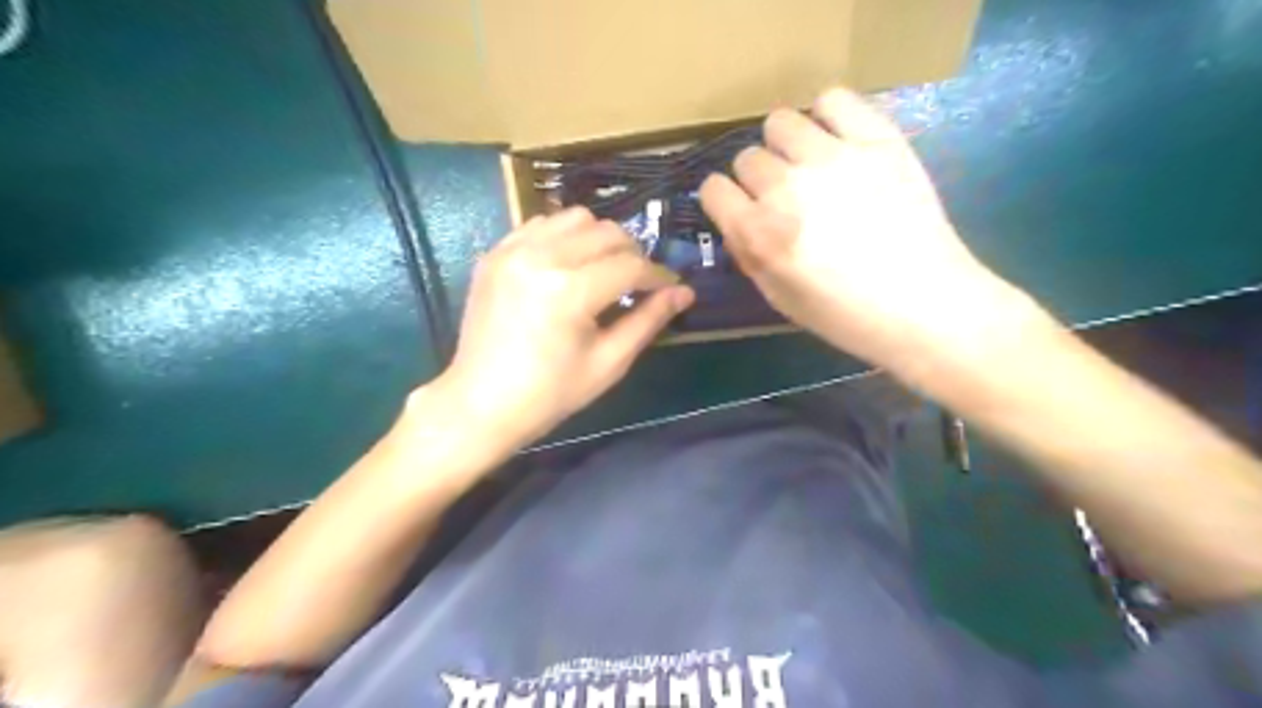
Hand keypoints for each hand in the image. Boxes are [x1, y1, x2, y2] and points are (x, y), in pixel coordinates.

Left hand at [432, 208, 689, 445]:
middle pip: (607, 232)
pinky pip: (540, 224)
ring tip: (602, 271)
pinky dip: (563, 237)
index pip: (631, 266)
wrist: (480, 404)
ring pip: (575, 218)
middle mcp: (541, 257)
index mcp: (570, 291)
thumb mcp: (608, 362)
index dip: (658, 276)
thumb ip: (648, 321)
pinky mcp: (495, 253)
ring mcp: (512, 250)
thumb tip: (684, 292)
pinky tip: (566, 266)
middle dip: (632, 254)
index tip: (671, 288)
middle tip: (637, 284)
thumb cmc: (550, 394)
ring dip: (599, 239)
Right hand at [700, 85, 1024, 372]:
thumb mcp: (778, 298)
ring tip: (809, 165)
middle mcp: (785, 188)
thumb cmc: (845, 315)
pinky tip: (838, 141)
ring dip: (786, 145)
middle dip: (757, 178)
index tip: (739, 208)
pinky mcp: (877, 140)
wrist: (923, 305)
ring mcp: (832, 158)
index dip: (724, 200)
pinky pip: (833, 100)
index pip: (713, 188)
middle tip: (785, 196)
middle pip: (747, 157)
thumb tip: (738, 219)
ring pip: (780, 122)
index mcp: (758, 233)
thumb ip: (748, 254)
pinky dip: (828, 116)